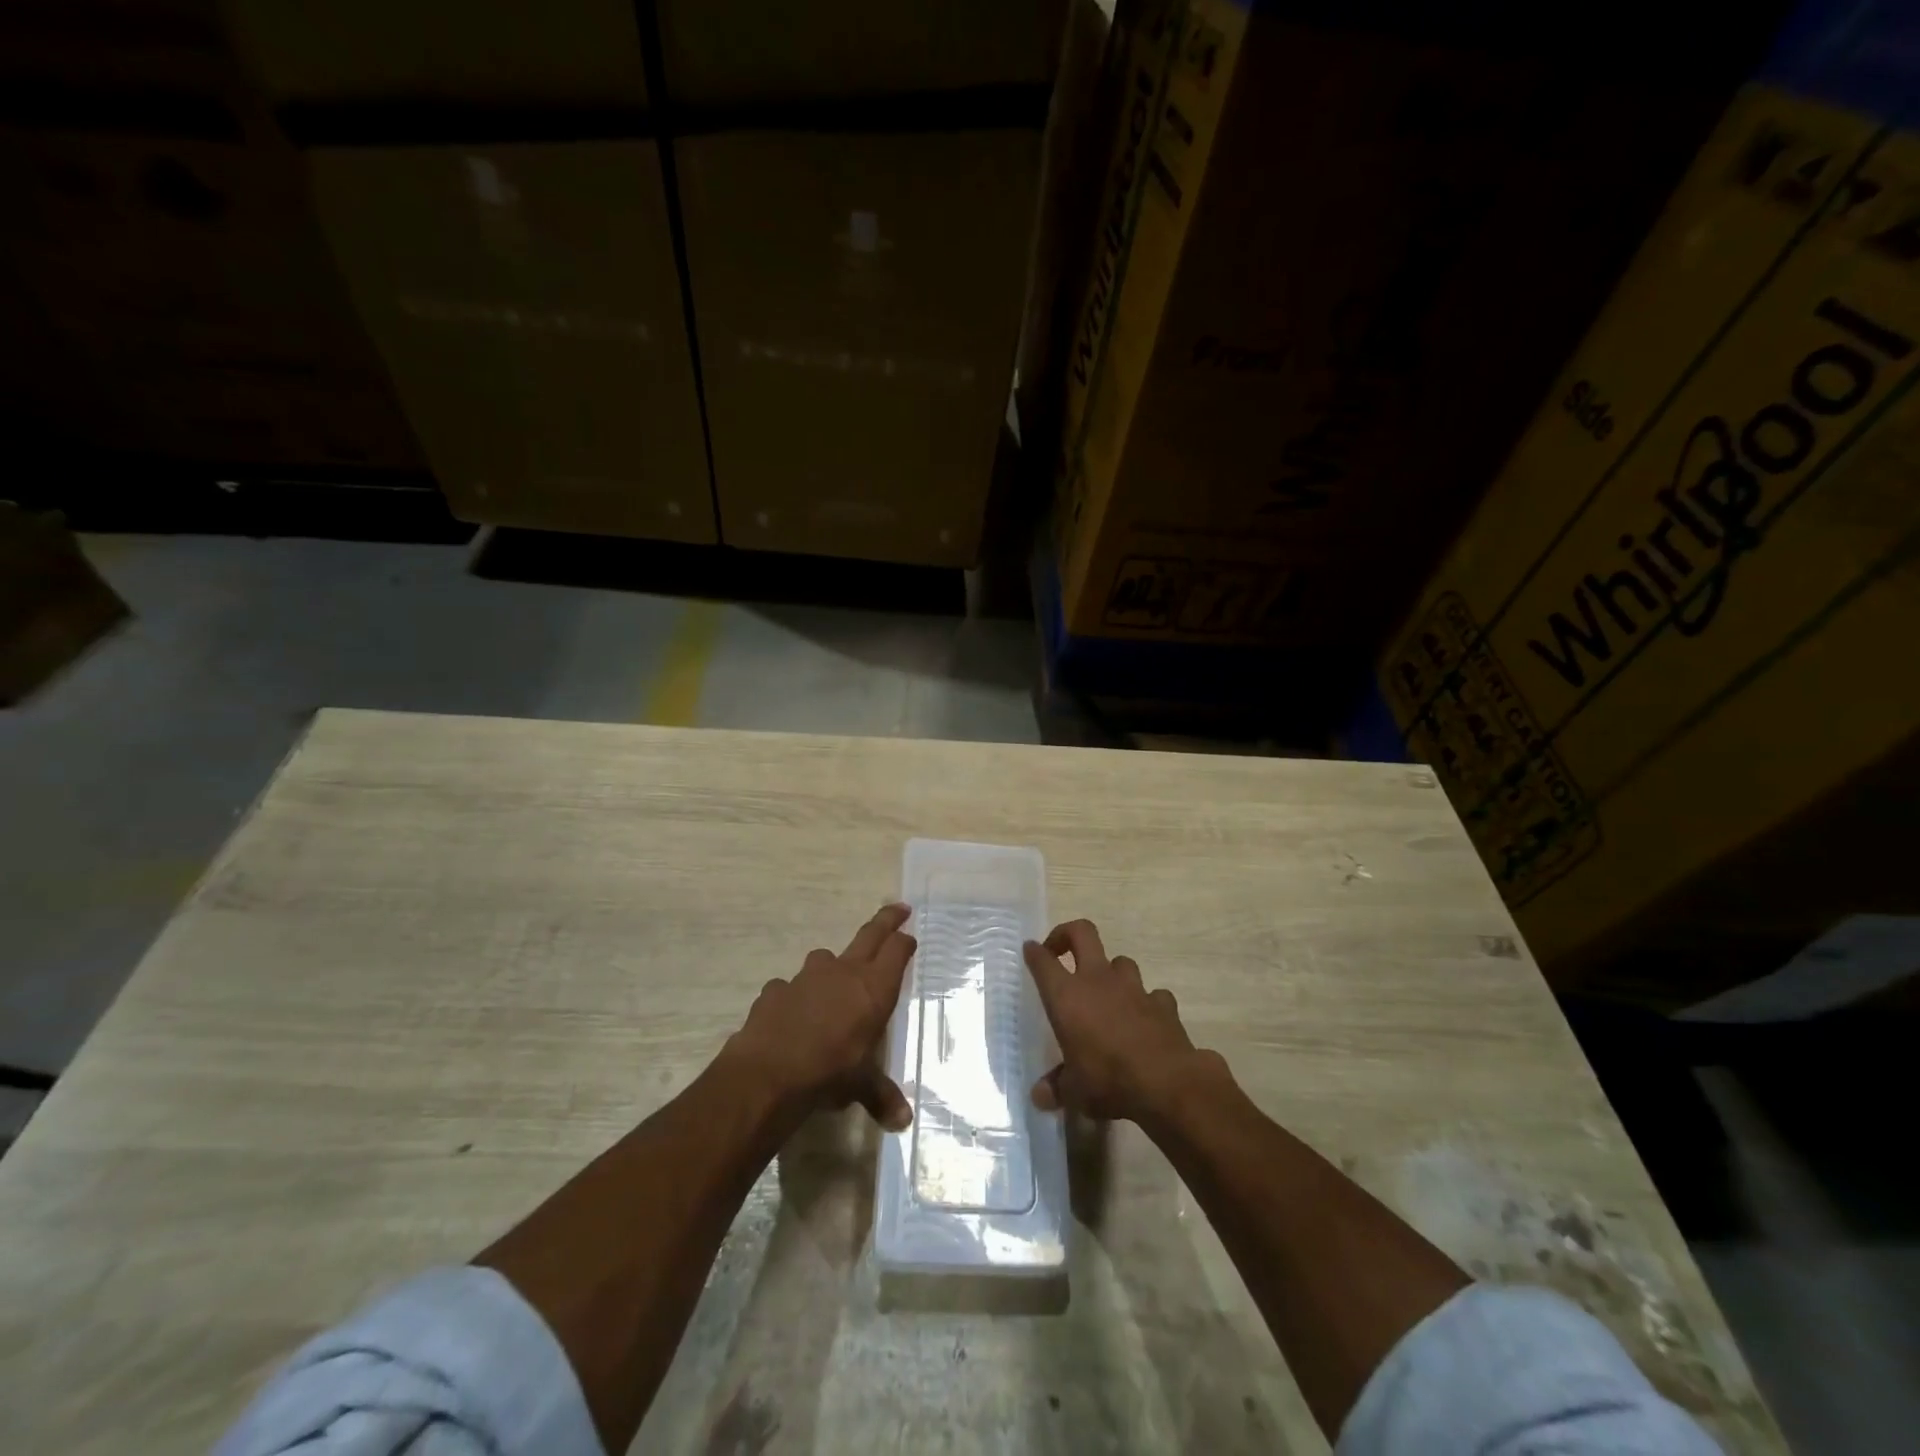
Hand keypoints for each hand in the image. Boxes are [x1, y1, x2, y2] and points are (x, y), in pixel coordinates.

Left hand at [725, 904, 915, 1130]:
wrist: (768, 1073)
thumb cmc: (829, 1072)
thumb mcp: (860, 1086)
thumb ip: (881, 1095)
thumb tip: (903, 1122)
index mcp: (873, 988)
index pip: (897, 951)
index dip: (904, 942)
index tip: (910, 935)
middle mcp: (844, 972)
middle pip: (870, 934)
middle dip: (886, 920)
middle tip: (899, 908)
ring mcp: (807, 977)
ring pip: (826, 959)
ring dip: (833, 967)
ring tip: (834, 986)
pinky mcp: (776, 989)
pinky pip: (791, 987)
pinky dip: (795, 996)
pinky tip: (792, 1016)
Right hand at [1023, 919, 1218, 1122]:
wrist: (1167, 1082)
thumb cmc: (1108, 1080)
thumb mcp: (1075, 1091)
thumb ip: (1057, 1088)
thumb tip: (1040, 1096)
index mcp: (1067, 996)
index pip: (1043, 962)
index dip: (1034, 952)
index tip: (1030, 950)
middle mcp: (1098, 980)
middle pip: (1082, 933)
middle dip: (1068, 934)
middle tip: (1061, 950)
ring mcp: (1133, 987)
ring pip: (1120, 961)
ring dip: (1111, 972)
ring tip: (1108, 992)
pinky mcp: (1162, 1002)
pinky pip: (1152, 994)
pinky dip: (1147, 1003)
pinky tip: (1145, 1019)